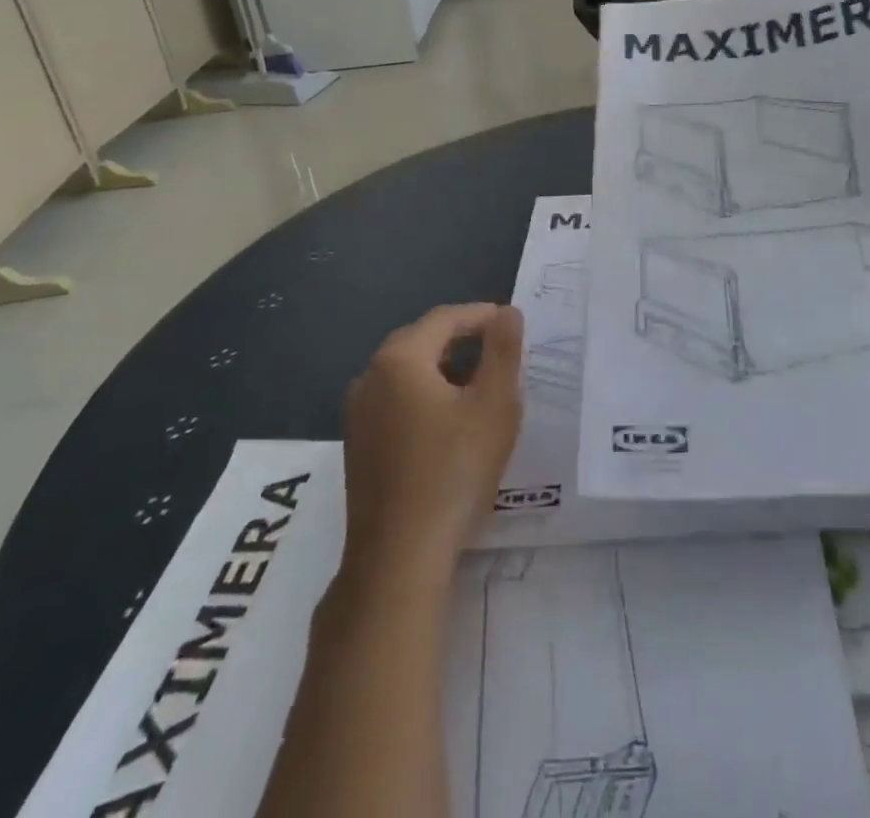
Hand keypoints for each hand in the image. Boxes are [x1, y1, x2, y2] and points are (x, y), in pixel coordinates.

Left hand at [341, 304, 523, 573]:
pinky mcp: (357, 445)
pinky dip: (426, 396)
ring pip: (408, 373)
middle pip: (422, 341)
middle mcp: (369, 376)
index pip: (444, 318)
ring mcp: (357, 413)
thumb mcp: (494, 404)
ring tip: (481, 385)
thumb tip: (507, 312)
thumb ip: (503, 350)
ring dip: (445, 369)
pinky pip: (396, 401)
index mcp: (399, 358)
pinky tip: (450, 422)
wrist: (400, 557)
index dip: (481, 315)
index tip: (512, 324)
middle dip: (463, 340)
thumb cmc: (453, 470)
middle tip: (500, 351)